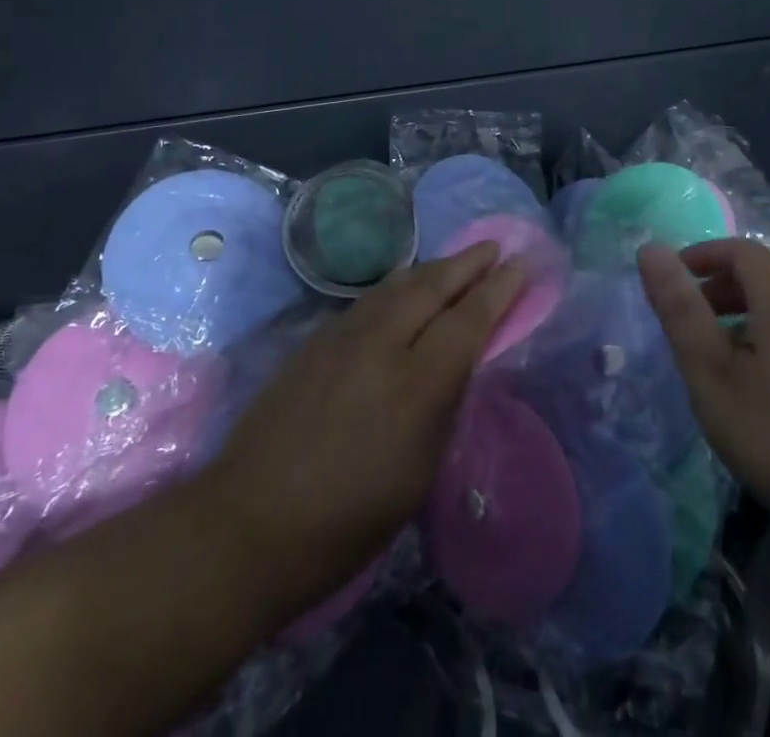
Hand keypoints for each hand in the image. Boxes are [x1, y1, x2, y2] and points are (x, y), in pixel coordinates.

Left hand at [196, 243, 524, 629]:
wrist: (247, 523)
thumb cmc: (347, 521)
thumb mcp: (418, 473)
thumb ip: (443, 404)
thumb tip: (460, 360)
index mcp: (416, 383)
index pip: (469, 319)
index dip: (500, 289)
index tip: (522, 264)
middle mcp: (381, 343)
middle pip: (434, 285)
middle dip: (468, 263)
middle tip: (494, 246)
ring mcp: (343, 335)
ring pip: (399, 283)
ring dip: (434, 268)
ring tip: (457, 261)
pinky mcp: (316, 338)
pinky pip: (372, 298)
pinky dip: (401, 285)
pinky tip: (406, 289)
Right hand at [638, 239, 769, 551]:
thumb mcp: (713, 375)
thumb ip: (680, 310)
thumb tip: (651, 249)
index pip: (741, 250)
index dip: (703, 256)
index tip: (673, 282)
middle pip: (765, 280)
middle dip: (721, 291)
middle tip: (690, 329)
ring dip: (747, 322)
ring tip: (723, 367)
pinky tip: (768, 396)